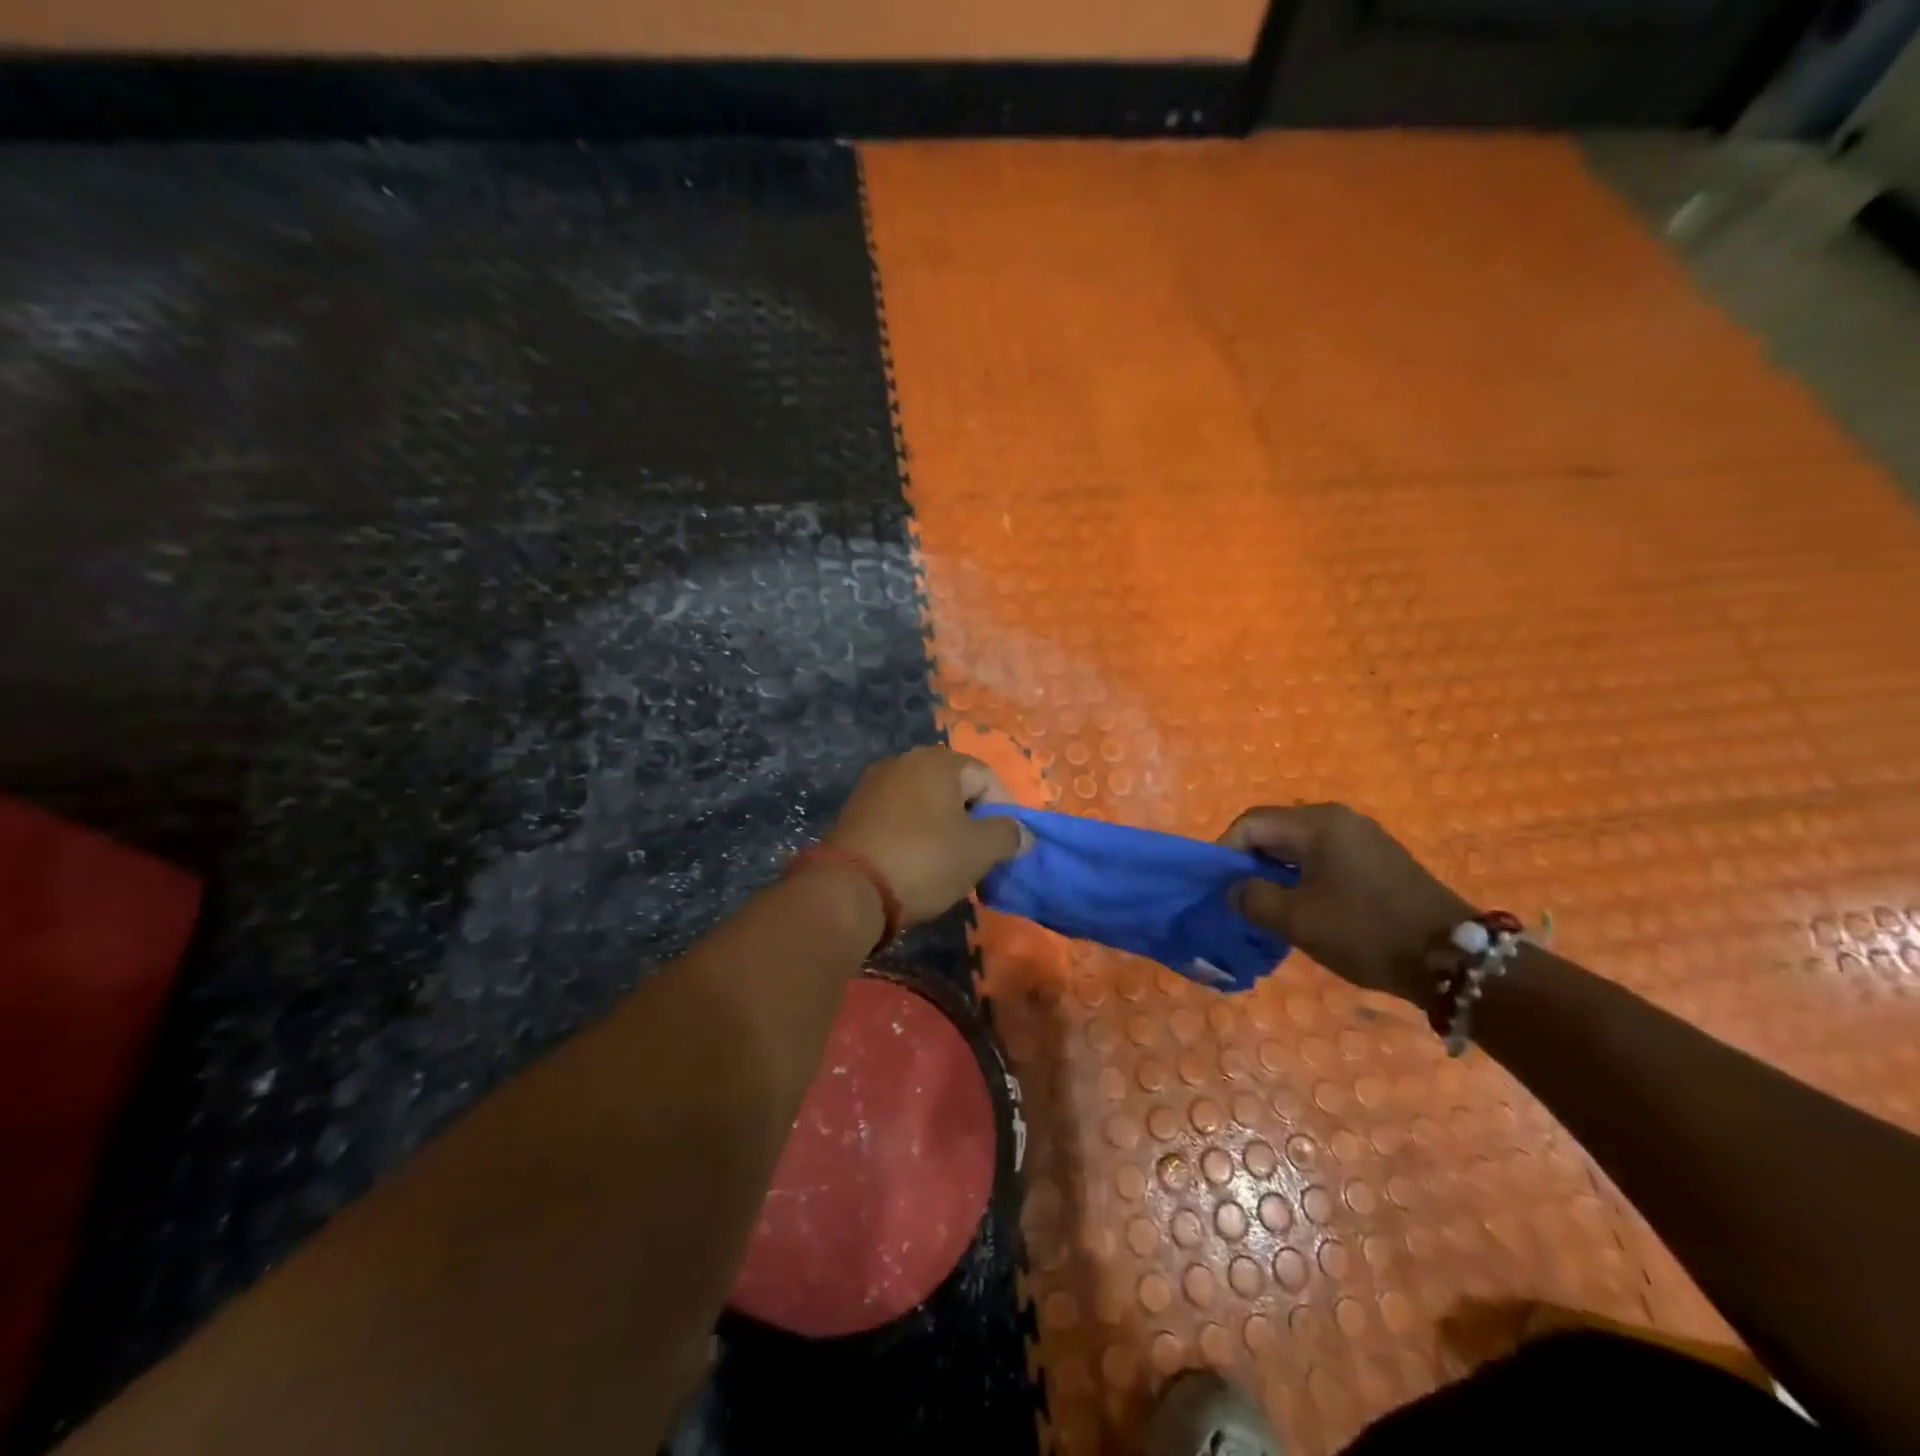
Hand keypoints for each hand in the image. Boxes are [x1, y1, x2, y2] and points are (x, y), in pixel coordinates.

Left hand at [825, 747, 1025, 928]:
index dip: (1003, 811)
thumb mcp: (979, 851)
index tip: (1003, 847)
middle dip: (973, 820)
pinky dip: (915, 834)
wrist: (849, 889)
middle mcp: (905, 761)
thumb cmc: (924, 861)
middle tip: (978, 856)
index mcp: (938, 761)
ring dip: (944, 829)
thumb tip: (1023, 832)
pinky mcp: (855, 810)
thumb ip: (1008, 835)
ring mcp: (875, 784)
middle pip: (955, 787)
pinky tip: (917, 863)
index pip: (987, 777)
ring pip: (927, 802)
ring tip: (949, 864)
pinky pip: (900, 815)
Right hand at [1221, 804, 1473, 1001]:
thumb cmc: (1366, 931)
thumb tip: (1235, 890)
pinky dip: (1304, 876)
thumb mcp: (1297, 920)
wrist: (1454, 959)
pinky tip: (1305, 906)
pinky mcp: (1379, 858)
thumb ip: (1253, 899)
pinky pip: (1325, 857)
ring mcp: (1363, 837)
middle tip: (1240, 898)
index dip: (1226, 851)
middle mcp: (1339, 819)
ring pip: (1300, 846)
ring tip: (1269, 906)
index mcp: (1317, 823)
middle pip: (1275, 830)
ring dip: (1277, 872)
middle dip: (1250, 862)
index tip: (1219, 886)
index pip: (1252, 822)